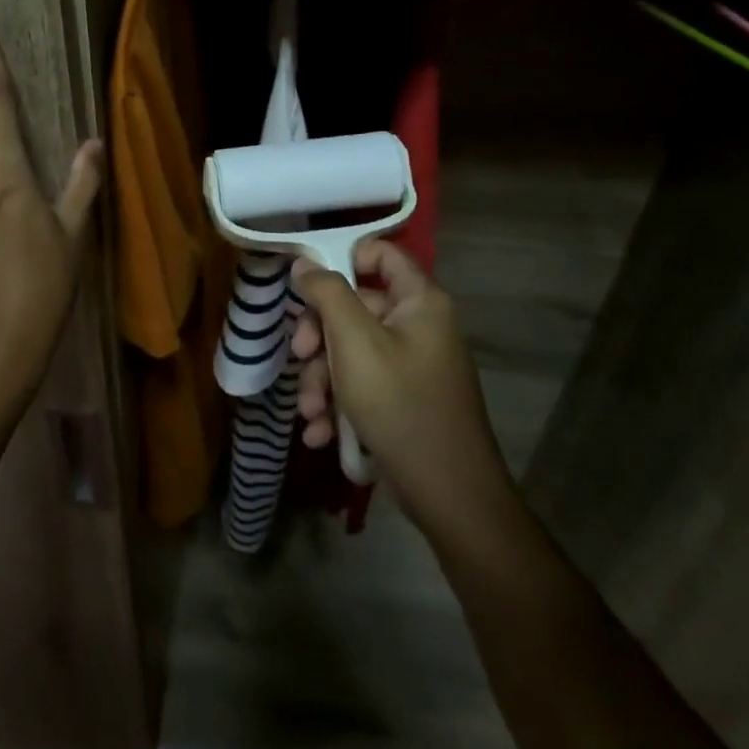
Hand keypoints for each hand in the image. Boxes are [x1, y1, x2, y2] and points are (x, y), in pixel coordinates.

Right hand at [290, 240, 515, 534]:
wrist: (449, 495)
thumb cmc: (399, 405)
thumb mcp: (354, 343)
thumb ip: (327, 295)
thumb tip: (304, 264)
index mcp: (419, 301)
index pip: (380, 252)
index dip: (341, 258)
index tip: (305, 284)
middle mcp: (419, 325)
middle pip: (355, 307)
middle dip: (319, 337)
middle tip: (299, 357)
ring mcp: (412, 364)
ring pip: (352, 351)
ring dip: (322, 379)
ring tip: (309, 412)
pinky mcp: (404, 399)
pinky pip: (363, 384)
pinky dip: (339, 403)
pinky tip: (321, 433)